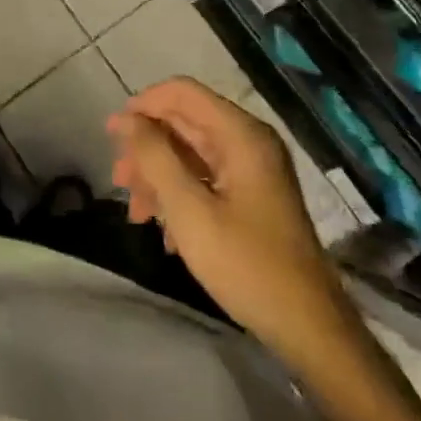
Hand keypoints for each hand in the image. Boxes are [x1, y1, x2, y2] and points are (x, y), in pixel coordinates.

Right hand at [107, 77, 334, 342]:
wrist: (307, 328)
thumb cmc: (246, 264)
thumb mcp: (189, 210)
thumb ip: (155, 157)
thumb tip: (126, 119)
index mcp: (240, 135)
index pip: (182, 93)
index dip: (143, 105)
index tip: (113, 136)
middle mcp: (248, 142)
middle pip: (183, 122)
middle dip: (146, 148)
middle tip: (119, 182)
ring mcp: (252, 170)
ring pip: (190, 153)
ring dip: (158, 176)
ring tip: (137, 214)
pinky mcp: (251, 196)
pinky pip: (204, 178)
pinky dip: (179, 195)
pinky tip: (165, 232)